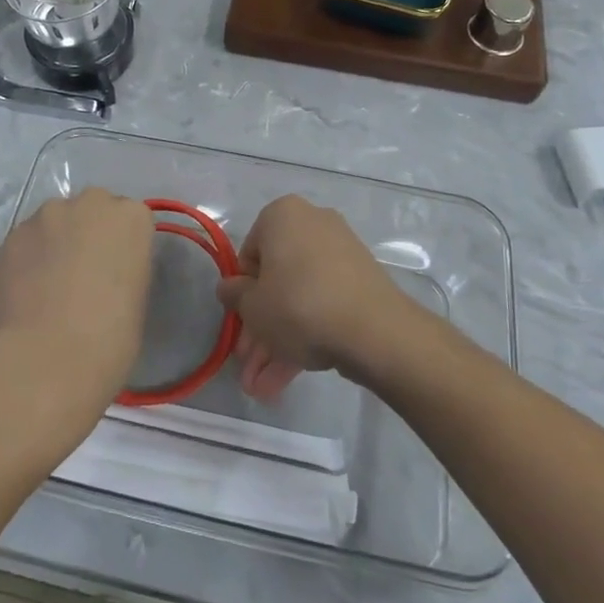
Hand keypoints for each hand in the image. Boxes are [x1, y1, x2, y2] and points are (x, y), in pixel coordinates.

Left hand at [0, 188, 153, 436]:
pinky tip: (26, 291)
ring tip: (49, 284)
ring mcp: (47, 215)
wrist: (46, 358)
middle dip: (89, 233)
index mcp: (131, 218)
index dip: (123, 246)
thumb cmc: (109, 337)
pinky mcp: (12, 234)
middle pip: (93, 210)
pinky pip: (27, 240)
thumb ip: (124, 269)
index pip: (131, 219)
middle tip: (84, 274)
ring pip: (56, 221)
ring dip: (56, 242)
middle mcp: (90, 203)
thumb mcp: (136, 299)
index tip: (117, 272)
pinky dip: (29, 258)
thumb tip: (105, 273)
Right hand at [216, 195, 413, 401]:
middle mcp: (313, 224)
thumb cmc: (298, 305)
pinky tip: (290, 376)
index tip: (240, 324)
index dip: (242, 293)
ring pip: (300, 298)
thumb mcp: (252, 306)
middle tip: (250, 365)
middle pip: (277, 280)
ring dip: (279, 340)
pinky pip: (324, 304)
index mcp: (282, 215)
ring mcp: (341, 253)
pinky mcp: (361, 281)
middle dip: (260, 327)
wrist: (374, 330)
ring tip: (264, 388)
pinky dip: (308, 334)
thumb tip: (229, 288)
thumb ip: (234, 295)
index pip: (249, 254)